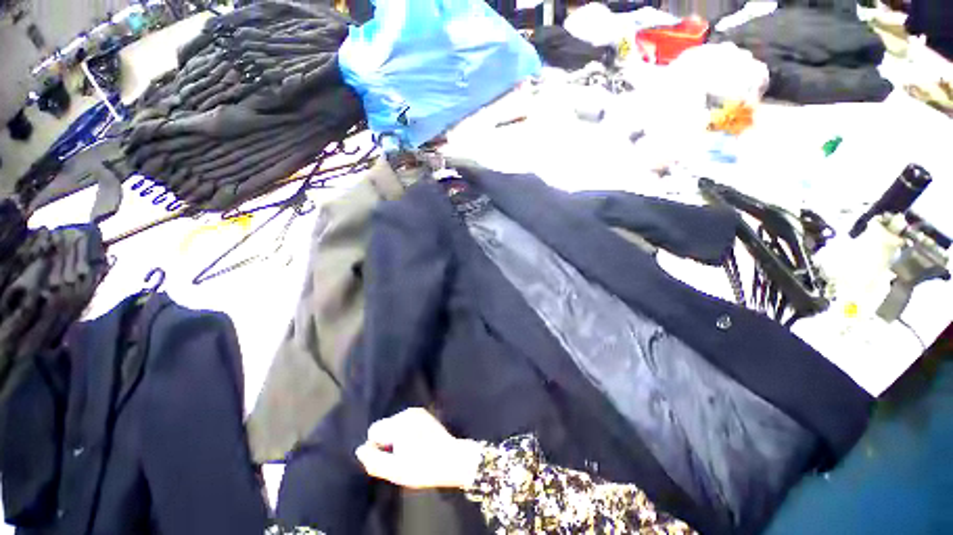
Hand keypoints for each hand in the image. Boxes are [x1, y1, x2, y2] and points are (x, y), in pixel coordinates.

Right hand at [355, 408, 483, 489]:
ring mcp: (418, 411)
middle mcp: (408, 412)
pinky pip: (406, 422)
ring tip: (411, 451)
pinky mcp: (425, 414)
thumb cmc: (423, 467)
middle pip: (384, 426)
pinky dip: (406, 432)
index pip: (374, 430)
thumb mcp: (395, 472)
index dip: (377, 447)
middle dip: (387, 441)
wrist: (452, 459)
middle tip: (401, 457)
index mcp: (400, 423)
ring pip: (395, 424)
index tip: (390, 458)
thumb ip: (374, 461)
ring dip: (397, 436)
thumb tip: (360, 449)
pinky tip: (417, 444)